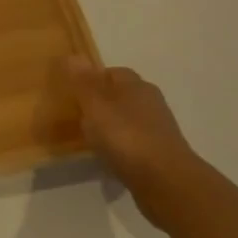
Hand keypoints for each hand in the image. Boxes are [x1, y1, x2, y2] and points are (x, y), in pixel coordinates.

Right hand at [64, 58, 207, 226]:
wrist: (165, 181)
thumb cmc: (126, 137)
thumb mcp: (96, 106)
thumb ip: (83, 82)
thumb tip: (73, 55)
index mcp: (136, 86)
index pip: (112, 72)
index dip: (92, 79)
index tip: (72, 92)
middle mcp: (150, 103)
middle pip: (121, 96)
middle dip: (100, 103)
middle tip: (76, 115)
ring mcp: (157, 129)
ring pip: (127, 120)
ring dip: (110, 126)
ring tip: (88, 139)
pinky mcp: (159, 154)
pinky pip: (133, 143)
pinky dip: (119, 147)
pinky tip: (107, 158)